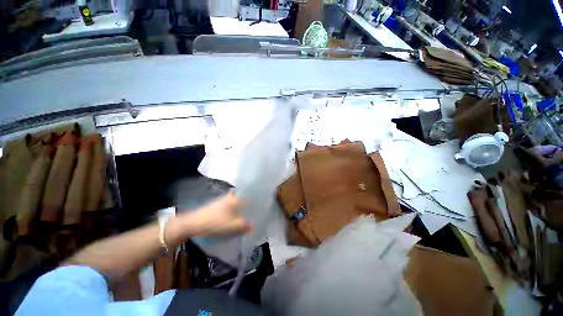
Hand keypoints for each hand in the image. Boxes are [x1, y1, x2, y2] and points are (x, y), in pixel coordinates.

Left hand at [189, 193, 253, 236]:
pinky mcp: (217, 205)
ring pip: (237, 202)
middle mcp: (231, 197)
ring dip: (242, 207)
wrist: (192, 223)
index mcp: (236, 199)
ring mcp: (223, 200)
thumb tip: (254, 226)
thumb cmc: (214, 224)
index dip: (257, 201)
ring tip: (247, 215)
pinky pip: (231, 205)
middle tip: (255, 212)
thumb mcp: (232, 227)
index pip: (250, 196)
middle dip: (250, 205)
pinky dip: (235, 210)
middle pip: (244, 198)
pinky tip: (235, 217)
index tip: (262, 207)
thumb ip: (245, 226)